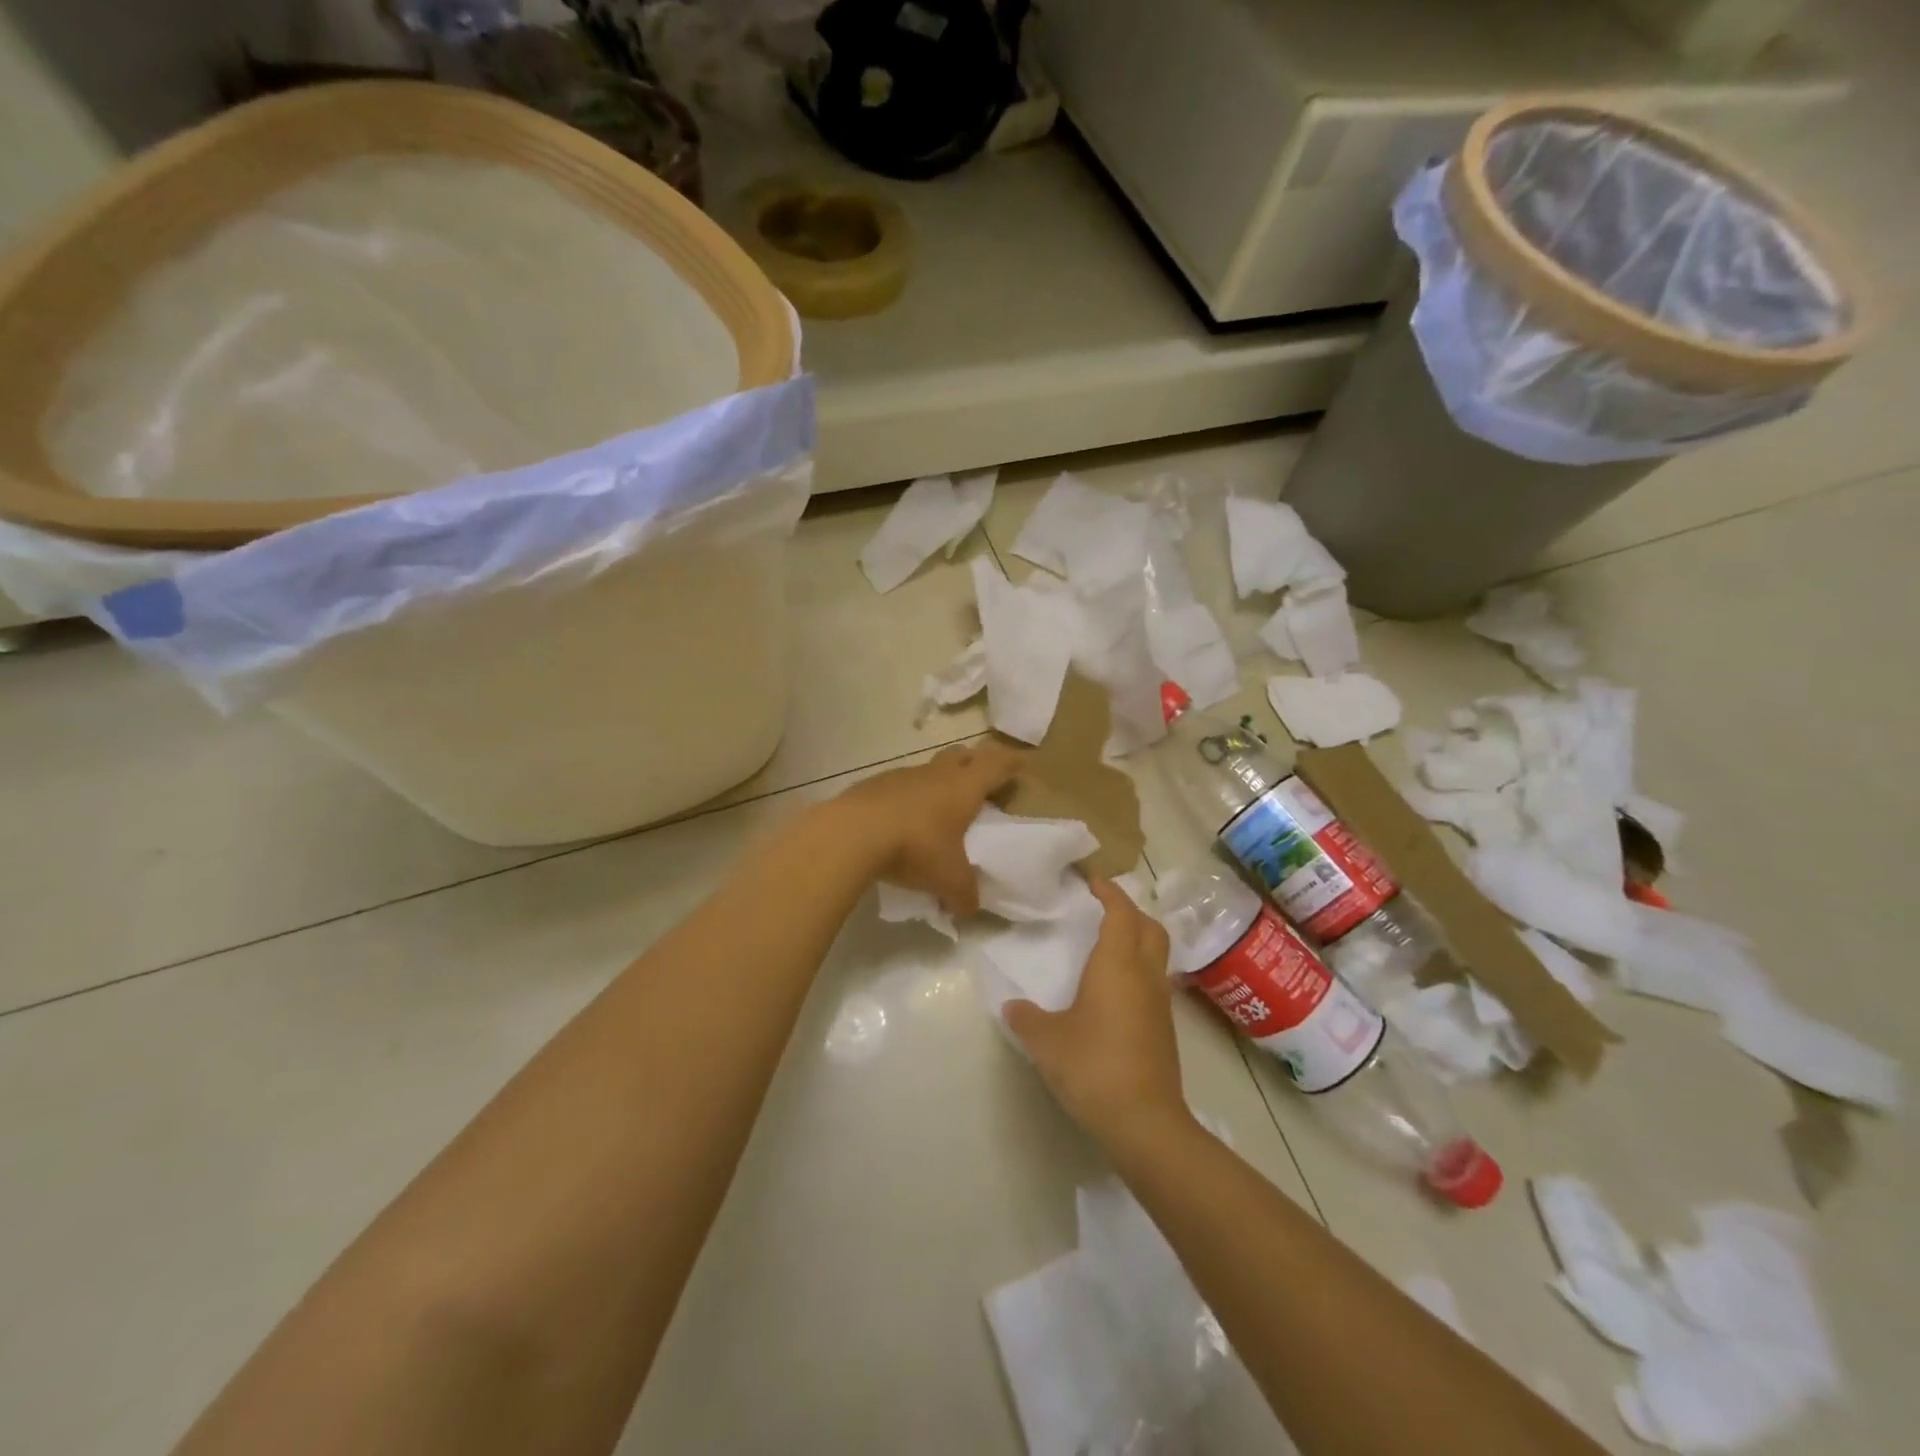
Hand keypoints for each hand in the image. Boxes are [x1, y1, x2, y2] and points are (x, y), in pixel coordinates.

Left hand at [834, 740, 1023, 916]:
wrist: (852, 833)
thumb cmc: (915, 848)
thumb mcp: (948, 880)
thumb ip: (964, 896)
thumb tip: (968, 910)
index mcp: (963, 788)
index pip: (996, 764)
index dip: (1010, 763)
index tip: (1021, 764)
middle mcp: (936, 774)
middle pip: (962, 754)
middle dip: (974, 763)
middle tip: (981, 782)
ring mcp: (902, 775)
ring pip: (928, 769)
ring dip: (937, 781)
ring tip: (938, 809)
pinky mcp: (873, 785)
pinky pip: (899, 785)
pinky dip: (907, 798)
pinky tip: (901, 821)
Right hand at [1004, 879, 1188, 1145]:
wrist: (1144, 1122)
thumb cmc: (1093, 1067)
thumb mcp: (1047, 1041)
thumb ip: (1026, 1018)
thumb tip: (1012, 1007)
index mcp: (1117, 966)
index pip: (1121, 914)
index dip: (1110, 893)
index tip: (1093, 881)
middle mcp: (1145, 976)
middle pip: (1151, 927)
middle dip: (1131, 911)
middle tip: (1104, 909)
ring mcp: (1160, 1003)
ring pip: (1157, 955)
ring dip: (1138, 940)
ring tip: (1109, 945)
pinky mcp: (1164, 1028)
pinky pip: (1155, 981)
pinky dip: (1139, 969)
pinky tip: (1116, 989)